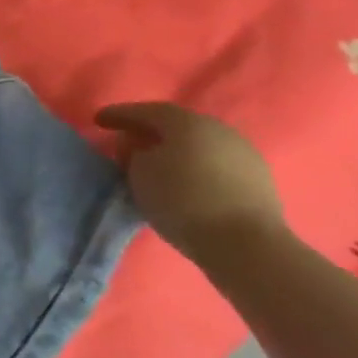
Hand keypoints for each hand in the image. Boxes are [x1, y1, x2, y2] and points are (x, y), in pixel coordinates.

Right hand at [96, 102, 284, 264]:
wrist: (246, 246)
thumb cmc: (182, 201)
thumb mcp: (140, 174)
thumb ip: (134, 154)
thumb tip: (141, 150)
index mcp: (187, 122)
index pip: (146, 111)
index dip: (119, 115)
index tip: (98, 120)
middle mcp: (217, 129)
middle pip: (176, 126)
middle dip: (149, 132)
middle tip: (127, 142)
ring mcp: (243, 154)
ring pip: (198, 146)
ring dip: (175, 152)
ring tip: (156, 166)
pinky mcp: (258, 181)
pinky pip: (215, 166)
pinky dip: (196, 170)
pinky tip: (184, 183)